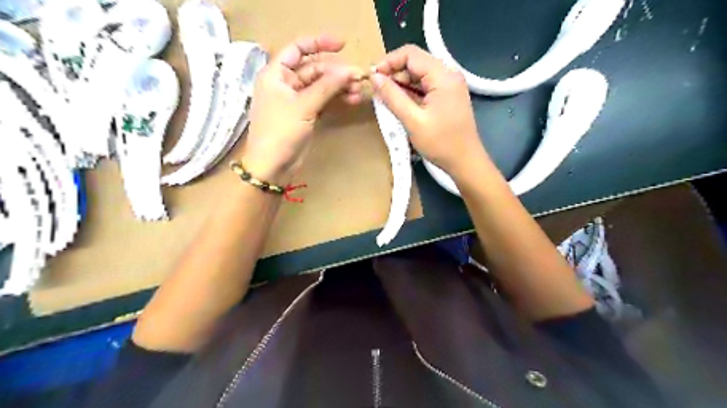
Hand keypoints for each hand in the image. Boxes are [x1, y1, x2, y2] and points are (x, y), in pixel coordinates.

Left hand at [242, 34, 360, 184]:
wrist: (272, 166)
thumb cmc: (280, 132)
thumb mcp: (304, 106)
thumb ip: (327, 86)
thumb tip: (350, 71)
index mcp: (276, 74)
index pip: (298, 48)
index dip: (319, 43)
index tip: (343, 45)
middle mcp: (285, 83)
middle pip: (314, 69)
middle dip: (336, 72)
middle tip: (358, 78)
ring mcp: (296, 100)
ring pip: (320, 86)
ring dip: (339, 87)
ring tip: (357, 92)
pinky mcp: (305, 114)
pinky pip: (322, 101)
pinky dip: (335, 99)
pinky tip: (351, 100)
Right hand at [375, 42, 487, 177]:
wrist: (465, 162)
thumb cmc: (441, 143)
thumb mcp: (413, 120)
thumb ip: (393, 96)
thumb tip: (374, 77)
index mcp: (443, 75)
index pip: (411, 54)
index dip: (389, 61)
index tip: (372, 76)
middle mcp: (448, 75)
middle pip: (415, 63)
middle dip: (394, 73)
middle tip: (377, 90)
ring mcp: (449, 86)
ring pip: (419, 75)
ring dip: (401, 84)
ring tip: (385, 98)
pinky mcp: (448, 97)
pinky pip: (425, 87)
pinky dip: (411, 93)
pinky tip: (399, 104)